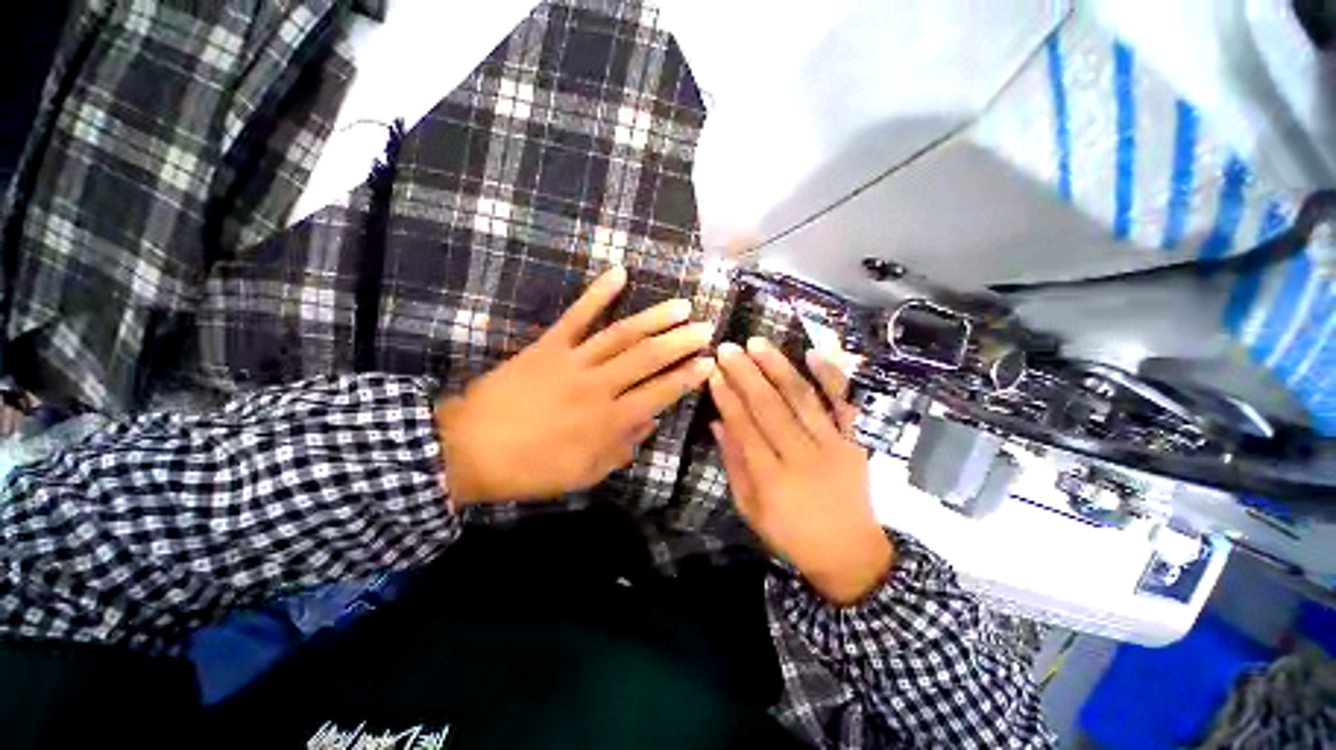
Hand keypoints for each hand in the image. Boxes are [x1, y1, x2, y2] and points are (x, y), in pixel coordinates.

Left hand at [435, 266, 715, 504]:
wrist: (469, 449)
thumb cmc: (531, 469)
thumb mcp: (584, 473)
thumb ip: (622, 448)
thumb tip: (651, 422)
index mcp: (608, 421)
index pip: (660, 393)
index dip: (687, 377)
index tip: (708, 363)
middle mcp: (598, 386)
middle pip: (648, 358)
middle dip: (681, 341)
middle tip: (706, 328)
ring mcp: (573, 361)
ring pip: (622, 334)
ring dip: (655, 318)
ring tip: (681, 305)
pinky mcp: (548, 345)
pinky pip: (577, 315)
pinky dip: (598, 292)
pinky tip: (619, 272)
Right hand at [709, 339, 893, 605]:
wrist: (851, 554)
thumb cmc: (791, 535)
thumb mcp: (750, 509)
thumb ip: (734, 464)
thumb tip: (717, 422)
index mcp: (772, 480)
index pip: (745, 428)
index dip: (727, 398)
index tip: (713, 372)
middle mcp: (802, 457)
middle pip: (770, 407)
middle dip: (745, 374)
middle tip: (728, 348)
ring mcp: (833, 446)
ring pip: (802, 398)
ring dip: (778, 367)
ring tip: (757, 343)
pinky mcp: (854, 441)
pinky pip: (844, 404)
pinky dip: (831, 376)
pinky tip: (813, 353)